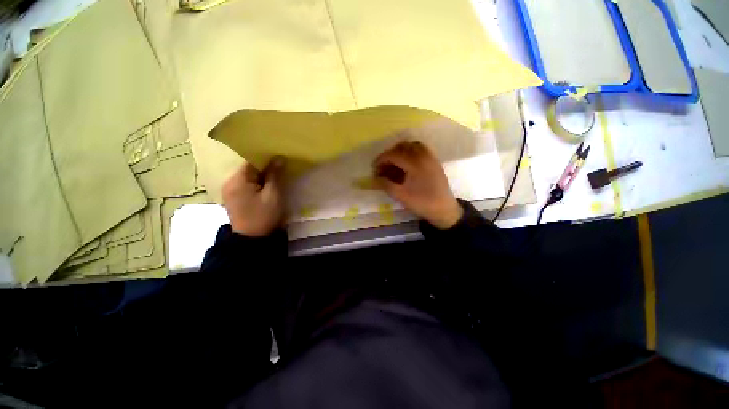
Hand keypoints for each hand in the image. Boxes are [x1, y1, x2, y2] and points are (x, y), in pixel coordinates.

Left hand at [222, 157, 286, 236]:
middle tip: (281, 169)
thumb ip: (275, 175)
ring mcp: (229, 191)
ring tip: (275, 178)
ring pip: (248, 177)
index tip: (280, 159)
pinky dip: (256, 184)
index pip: (251, 161)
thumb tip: (279, 158)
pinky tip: (266, 187)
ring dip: (261, 176)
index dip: (266, 159)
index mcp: (237, 180)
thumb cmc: (264, 216)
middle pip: (248, 168)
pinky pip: (245, 185)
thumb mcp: (273, 194)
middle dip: (264, 168)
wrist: (253, 240)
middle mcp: (229, 182)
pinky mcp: (233, 198)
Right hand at [374, 141, 462, 229]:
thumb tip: (374, 178)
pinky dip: (410, 152)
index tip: (374, 168)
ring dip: (400, 151)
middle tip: (383, 167)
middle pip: (402, 146)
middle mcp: (424, 156)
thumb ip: (386, 185)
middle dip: (390, 154)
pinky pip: (420, 149)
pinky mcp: (434, 161)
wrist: (444, 210)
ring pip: (412, 145)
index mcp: (415, 164)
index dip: (381, 160)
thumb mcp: (401, 196)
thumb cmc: (422, 203)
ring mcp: (431, 157)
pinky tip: (406, 164)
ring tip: (393, 164)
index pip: (394, 154)